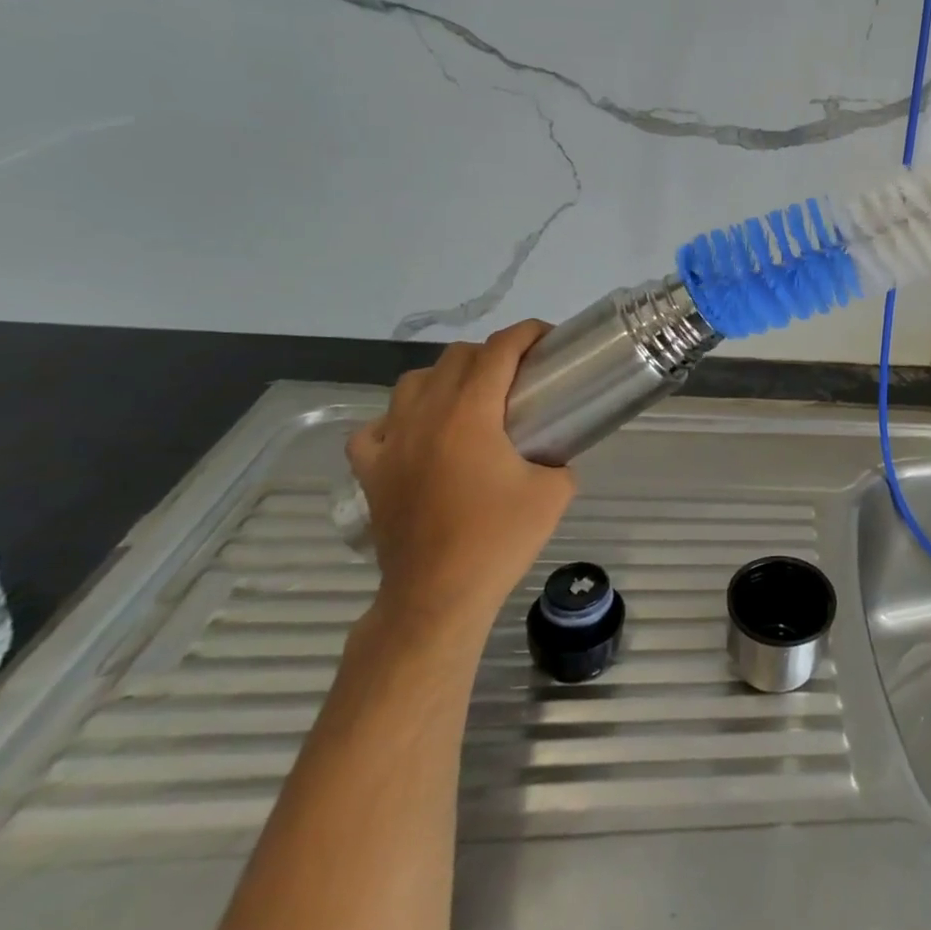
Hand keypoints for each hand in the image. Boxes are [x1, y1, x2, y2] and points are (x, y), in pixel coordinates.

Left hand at [346, 321, 574, 629]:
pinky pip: (376, 428)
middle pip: (456, 357)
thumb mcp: (555, 491)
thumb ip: (559, 458)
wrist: (438, 595)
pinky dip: (398, 421)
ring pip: (412, 382)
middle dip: (492, 353)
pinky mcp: (371, 472)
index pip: (498, 350)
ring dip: (444, 378)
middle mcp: (426, 416)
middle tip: (519, 375)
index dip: (526, 333)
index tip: (548, 337)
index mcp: (470, 414)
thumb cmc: (499, 539)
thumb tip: (553, 452)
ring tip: (468, 399)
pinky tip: (416, 436)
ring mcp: (391, 443)